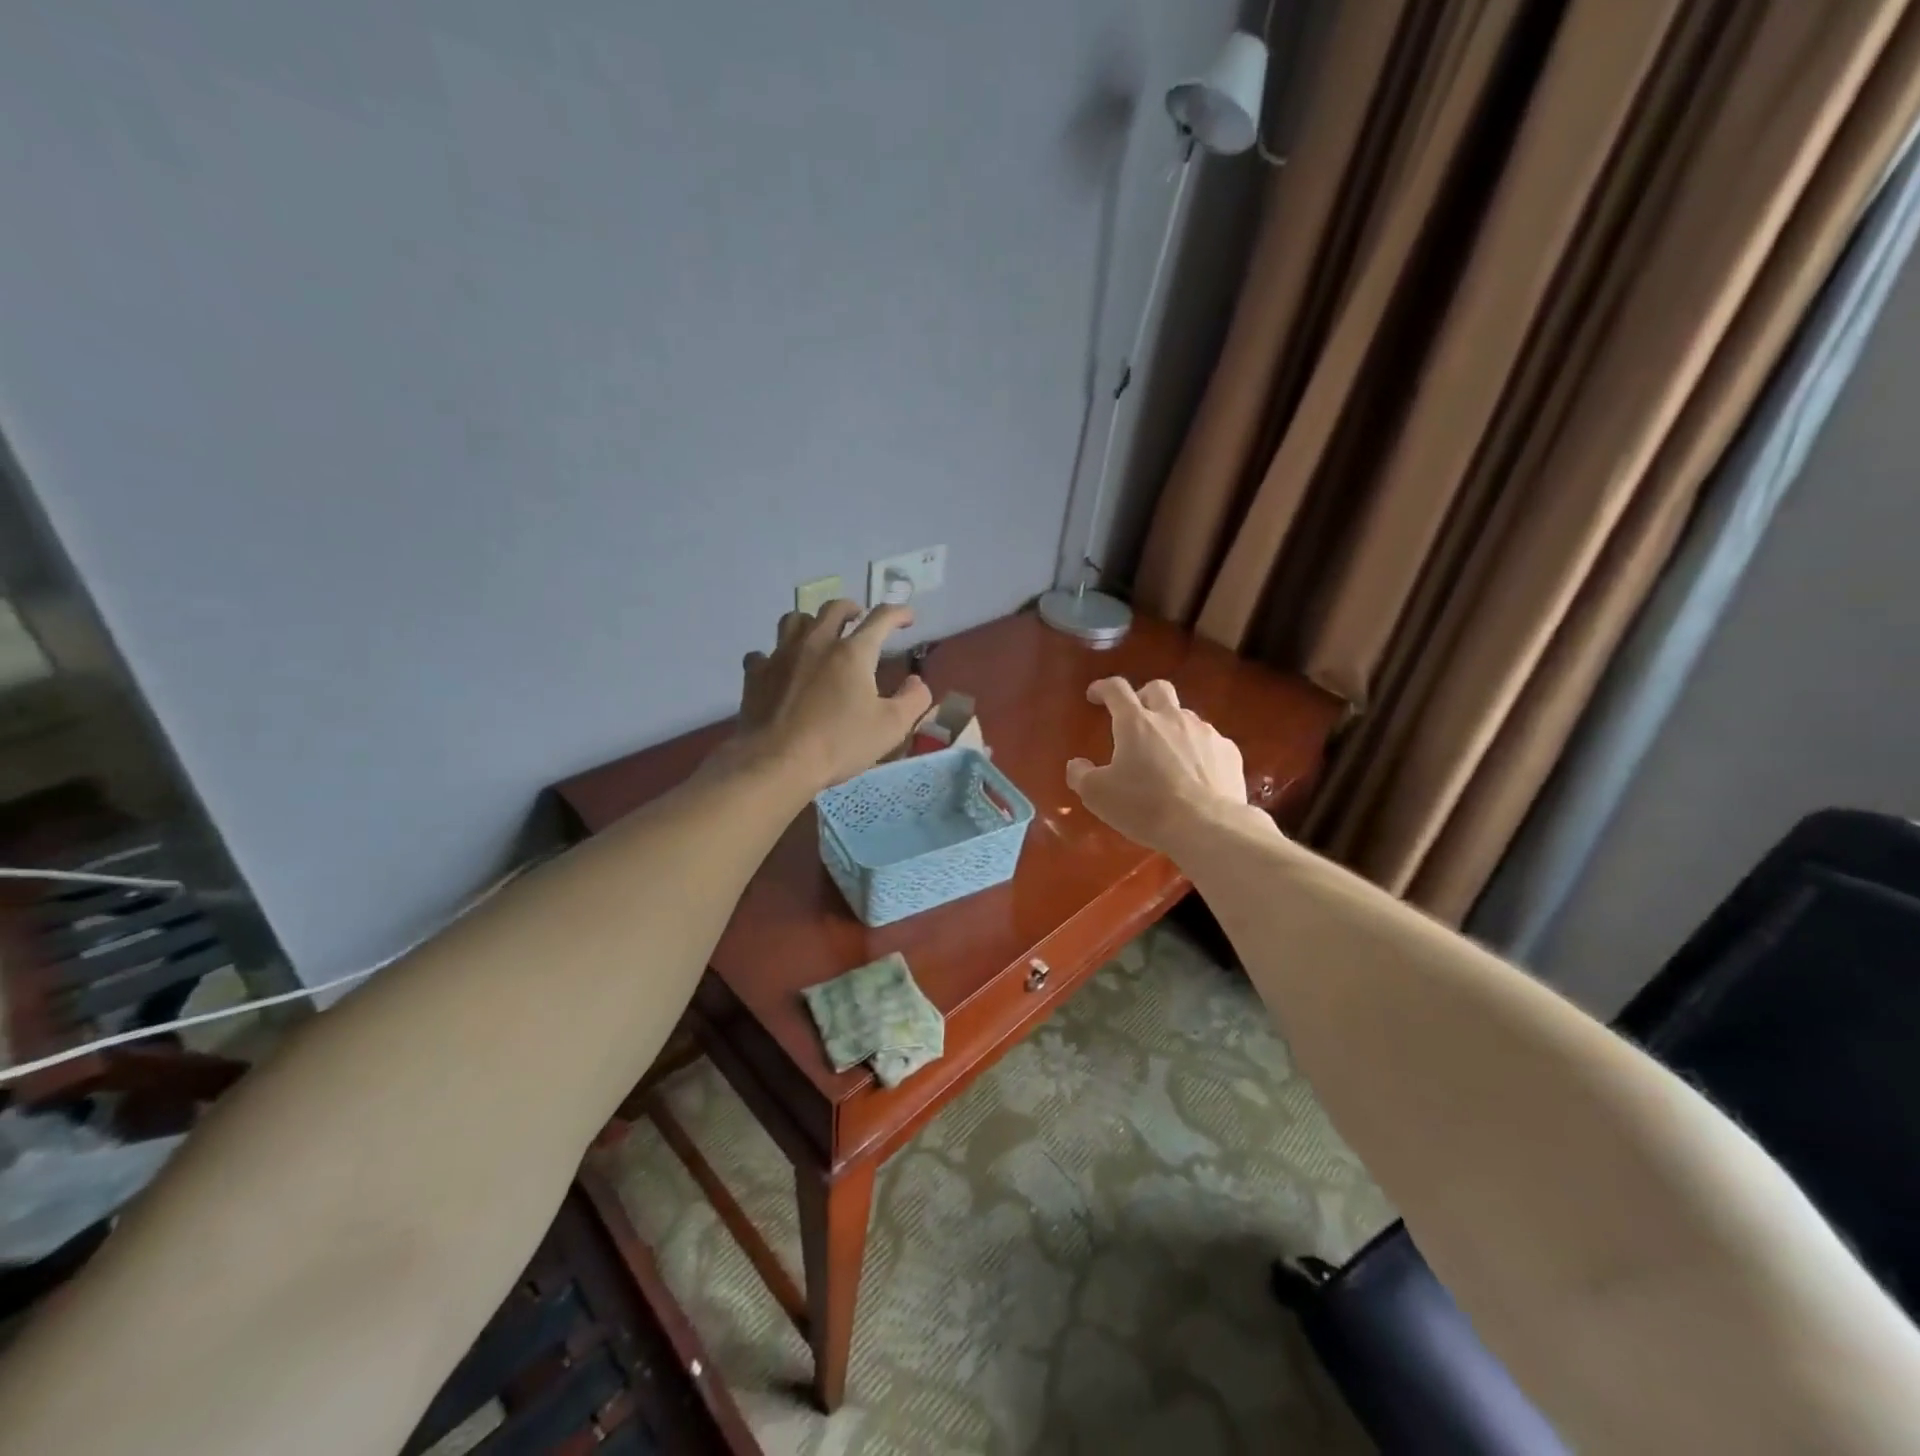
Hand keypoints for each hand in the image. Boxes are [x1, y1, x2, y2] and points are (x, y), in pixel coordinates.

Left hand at [731, 601, 932, 792]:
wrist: (777, 762)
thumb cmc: (839, 744)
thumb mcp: (891, 727)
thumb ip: (913, 699)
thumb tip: (916, 682)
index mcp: (853, 652)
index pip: (880, 619)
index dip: (898, 613)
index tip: (908, 618)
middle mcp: (816, 642)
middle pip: (834, 608)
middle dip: (851, 608)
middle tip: (859, 618)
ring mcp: (781, 655)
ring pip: (795, 619)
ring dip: (811, 621)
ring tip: (818, 634)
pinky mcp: (756, 674)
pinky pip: (763, 652)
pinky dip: (774, 655)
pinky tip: (780, 668)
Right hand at [1066, 678, 1248, 854]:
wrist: (1207, 826)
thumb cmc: (1145, 806)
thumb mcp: (1098, 795)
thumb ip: (1081, 775)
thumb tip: (1077, 765)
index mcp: (1136, 722)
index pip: (1116, 689)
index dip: (1103, 688)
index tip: (1095, 695)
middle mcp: (1172, 717)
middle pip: (1158, 689)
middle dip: (1144, 696)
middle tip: (1135, 717)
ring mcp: (1205, 732)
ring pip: (1186, 716)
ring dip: (1172, 726)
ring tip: (1166, 754)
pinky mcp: (1229, 752)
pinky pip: (1209, 742)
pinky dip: (1197, 750)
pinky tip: (1195, 774)